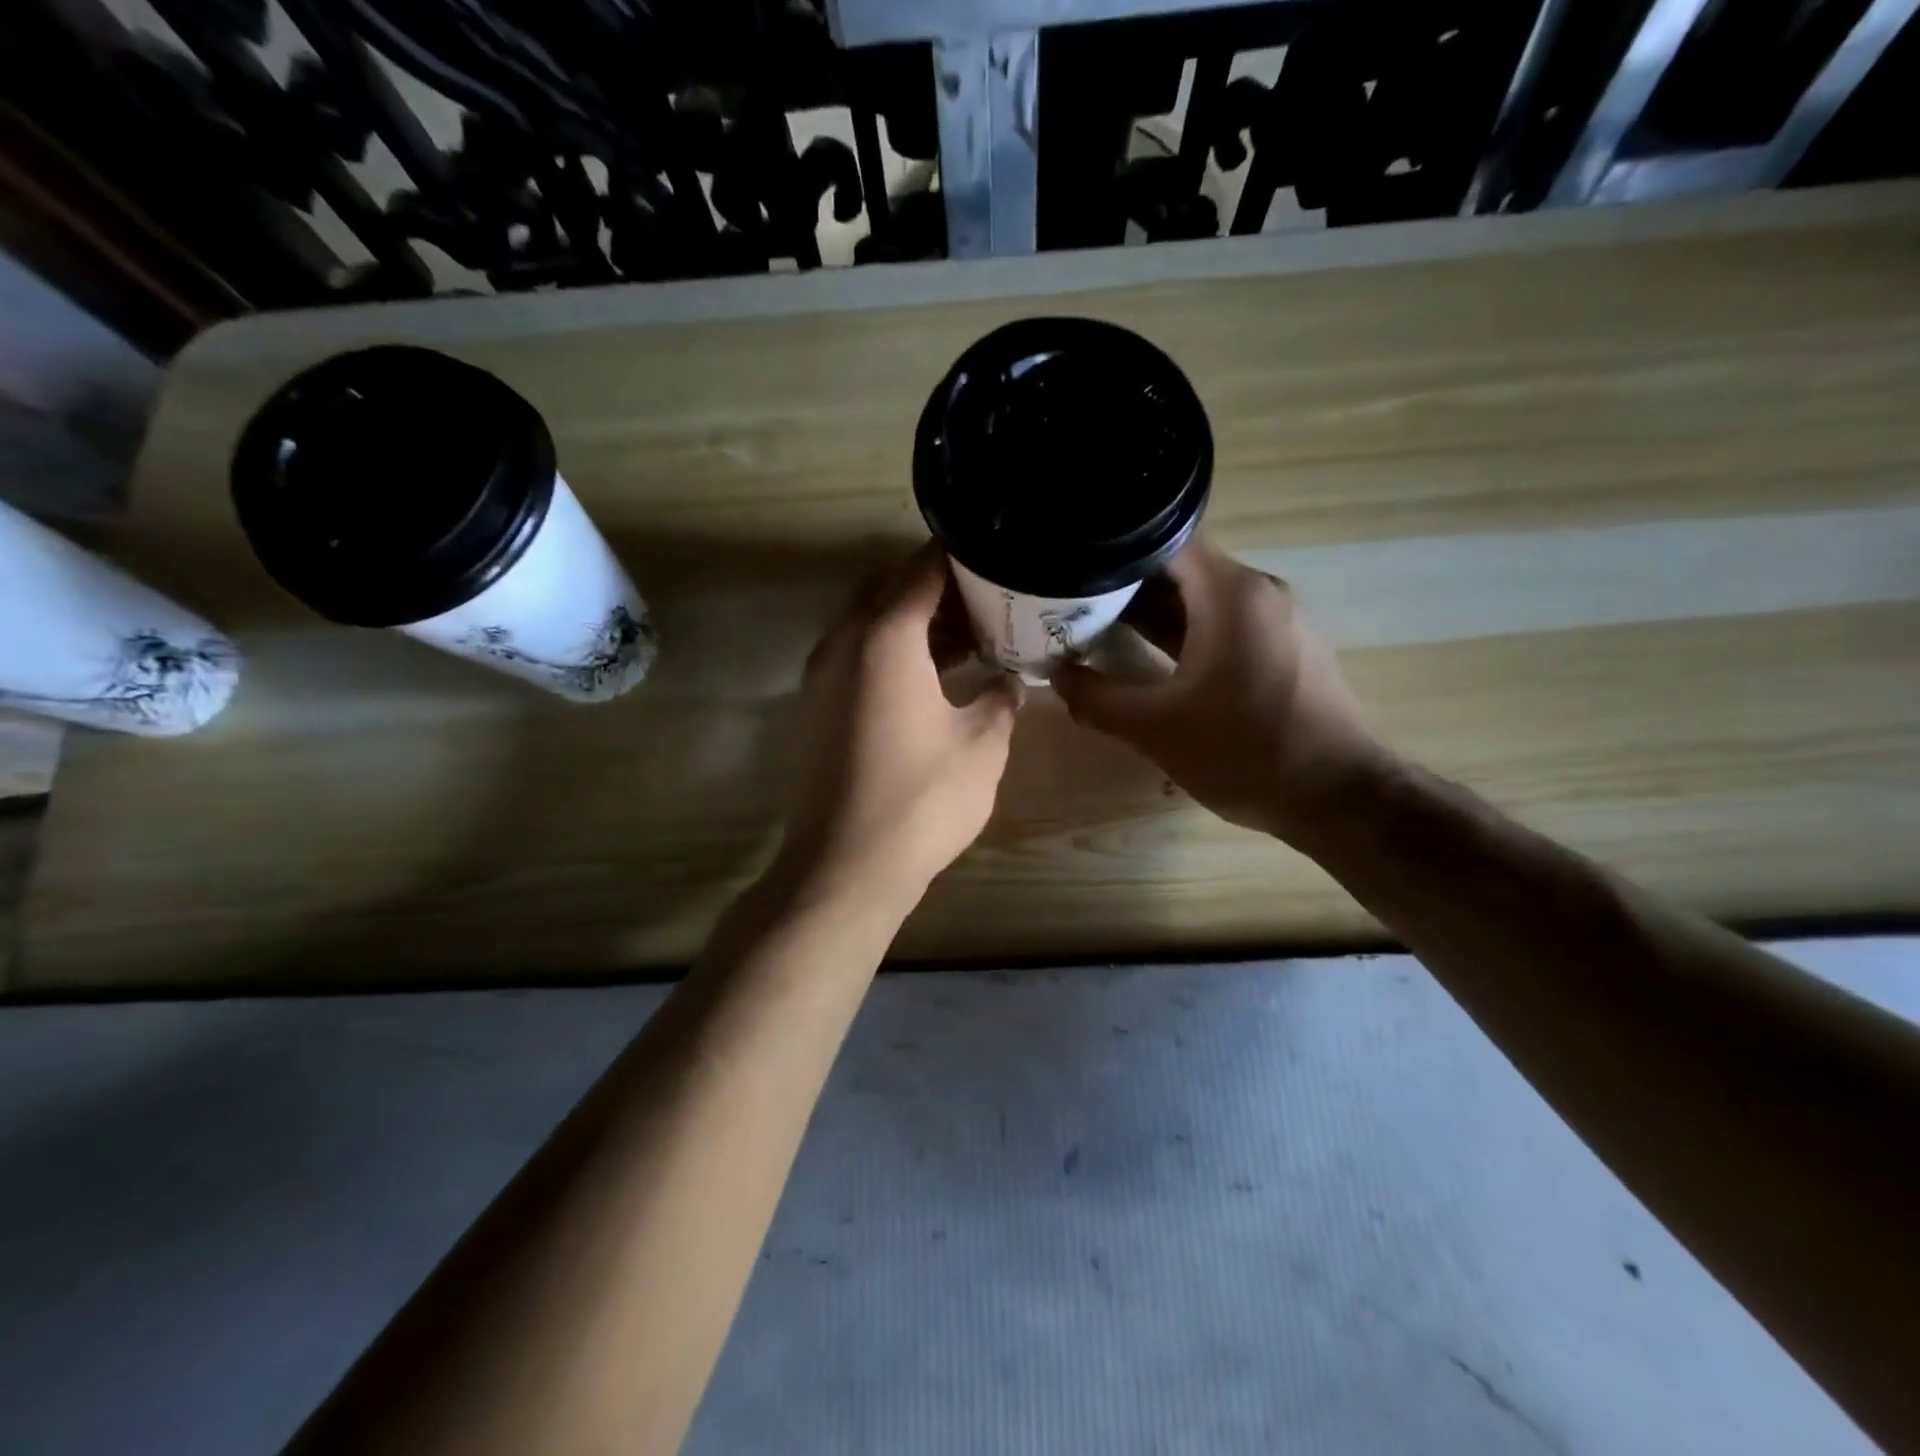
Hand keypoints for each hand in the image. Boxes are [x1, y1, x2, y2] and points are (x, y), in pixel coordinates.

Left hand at [777, 544, 1019, 908]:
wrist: (845, 866)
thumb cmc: (921, 800)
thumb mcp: (983, 745)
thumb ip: (1002, 698)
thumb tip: (1011, 680)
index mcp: (884, 637)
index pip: (922, 569)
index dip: (961, 556)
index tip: (996, 553)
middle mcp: (843, 643)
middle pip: (890, 589)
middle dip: (937, 587)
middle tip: (987, 596)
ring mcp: (823, 675)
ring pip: (871, 623)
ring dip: (916, 621)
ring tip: (971, 633)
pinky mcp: (818, 707)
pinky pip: (858, 656)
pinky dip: (894, 651)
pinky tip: (935, 674)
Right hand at [1055, 537, 1386, 840]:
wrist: (1337, 797)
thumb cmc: (1243, 753)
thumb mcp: (1155, 729)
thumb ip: (1097, 699)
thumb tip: (1056, 675)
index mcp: (1231, 594)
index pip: (1163, 541)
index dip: (1113, 553)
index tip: (1074, 573)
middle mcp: (1259, 592)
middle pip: (1182, 569)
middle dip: (1126, 587)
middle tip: (1075, 607)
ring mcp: (1278, 620)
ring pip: (1204, 599)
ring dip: (1155, 613)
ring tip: (1101, 632)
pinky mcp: (1286, 648)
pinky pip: (1226, 624)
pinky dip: (1187, 633)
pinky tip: (1152, 661)